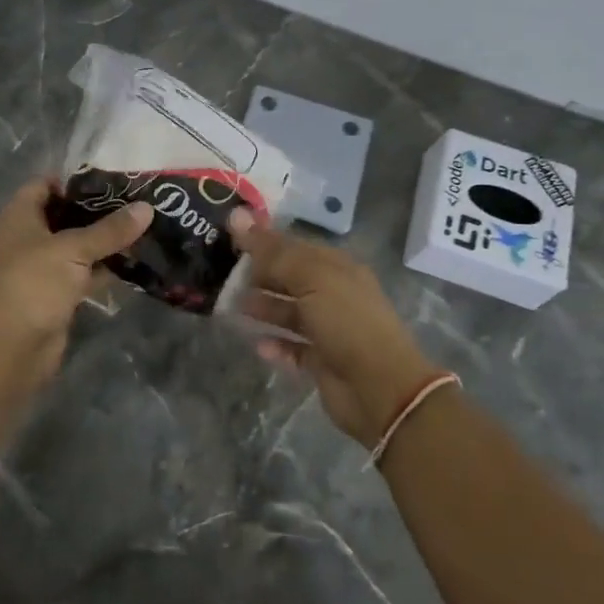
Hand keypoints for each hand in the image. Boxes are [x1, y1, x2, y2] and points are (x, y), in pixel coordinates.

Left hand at [0, 178, 152, 384]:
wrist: (10, 348)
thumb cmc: (33, 283)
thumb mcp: (73, 249)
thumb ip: (110, 230)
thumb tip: (147, 207)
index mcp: (21, 216)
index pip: (45, 183)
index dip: (75, 178)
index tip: (113, 175)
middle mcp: (29, 237)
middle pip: (65, 214)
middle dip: (98, 208)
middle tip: (138, 198)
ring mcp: (43, 267)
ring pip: (78, 245)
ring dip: (105, 239)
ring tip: (144, 224)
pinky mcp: (57, 294)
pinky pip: (84, 273)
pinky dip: (105, 268)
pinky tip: (136, 260)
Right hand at [231, 211, 438, 446]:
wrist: (380, 388)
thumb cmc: (347, 322)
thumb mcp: (310, 278)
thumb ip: (272, 252)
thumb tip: (236, 215)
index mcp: (337, 267)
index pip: (295, 246)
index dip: (264, 241)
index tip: (230, 238)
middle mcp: (334, 294)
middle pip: (291, 278)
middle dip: (260, 275)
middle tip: (223, 274)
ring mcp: (329, 329)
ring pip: (290, 313)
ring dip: (264, 309)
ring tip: (231, 307)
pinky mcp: (323, 361)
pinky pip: (293, 348)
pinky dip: (276, 345)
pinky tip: (257, 344)